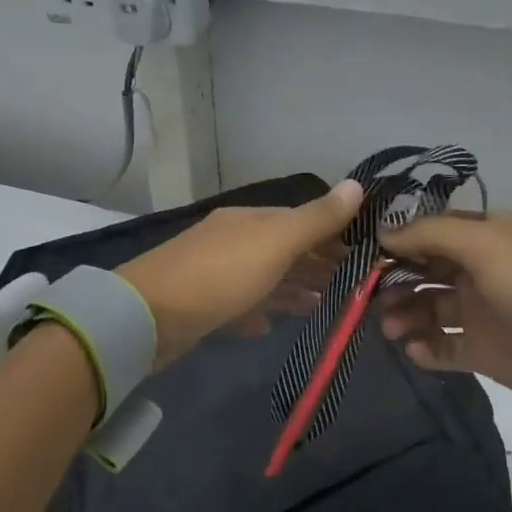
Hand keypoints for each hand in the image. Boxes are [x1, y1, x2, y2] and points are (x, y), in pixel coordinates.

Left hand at [118, 181, 363, 362]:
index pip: (300, 221)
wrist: (146, 317)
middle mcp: (232, 240)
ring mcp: (213, 273)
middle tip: (351, 288)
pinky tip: (269, 327)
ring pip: (264, 278)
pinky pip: (239, 306)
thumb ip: (317, 219)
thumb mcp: (275, 243)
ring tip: (320, 308)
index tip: (364, 258)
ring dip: (292, 290)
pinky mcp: (199, 307)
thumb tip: (358, 183)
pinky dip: (258, 312)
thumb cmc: (220, 275)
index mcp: (250, 220)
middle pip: (283, 250)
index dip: (333, 236)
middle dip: (316, 265)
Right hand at [377, 212, 511, 421]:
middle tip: (368, 298)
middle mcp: (476, 270)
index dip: (395, 242)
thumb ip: (431, 234)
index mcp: (481, 236)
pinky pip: (444, 347)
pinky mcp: (484, 352)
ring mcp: (479, 312)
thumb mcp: (486, 244)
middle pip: (421, 270)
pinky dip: (425, 349)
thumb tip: (383, 231)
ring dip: (404, 315)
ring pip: (427, 308)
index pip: (426, 232)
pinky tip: (416, 351)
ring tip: (390, 329)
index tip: (360, 255)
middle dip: (393, 281)